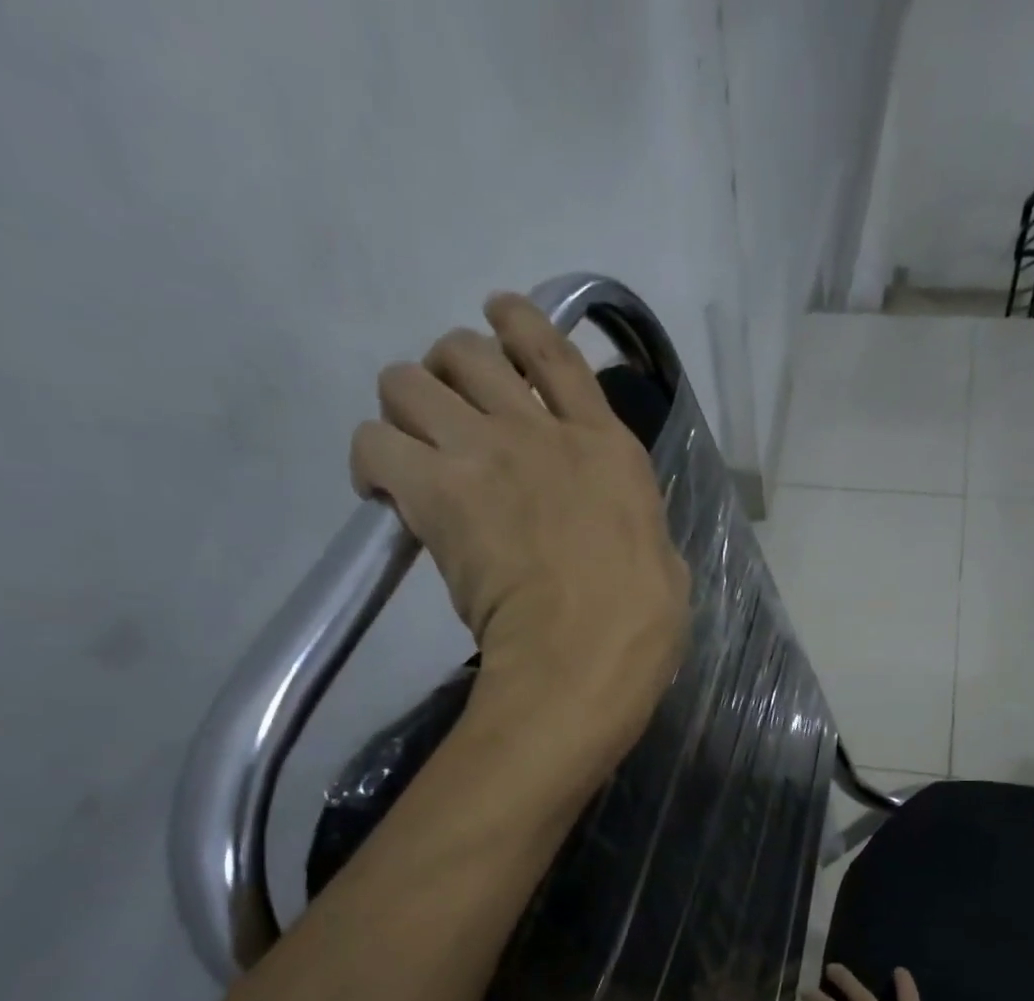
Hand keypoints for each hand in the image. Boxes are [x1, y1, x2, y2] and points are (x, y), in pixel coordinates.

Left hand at [351, 293, 690, 760]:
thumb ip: (633, 526)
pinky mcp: (437, 492)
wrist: (587, 652)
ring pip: (407, 381)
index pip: (554, 351)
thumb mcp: (660, 558)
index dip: (517, 321)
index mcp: (606, 447)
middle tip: (445, 413)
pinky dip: (373, 462)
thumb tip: (621, 535)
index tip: (495, 315)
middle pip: (466, 351)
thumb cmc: (640, 621)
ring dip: (404, 408)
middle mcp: (542, 431)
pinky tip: (384, 493)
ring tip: (410, 450)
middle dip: (447, 372)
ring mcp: (486, 454)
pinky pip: (375, 442)